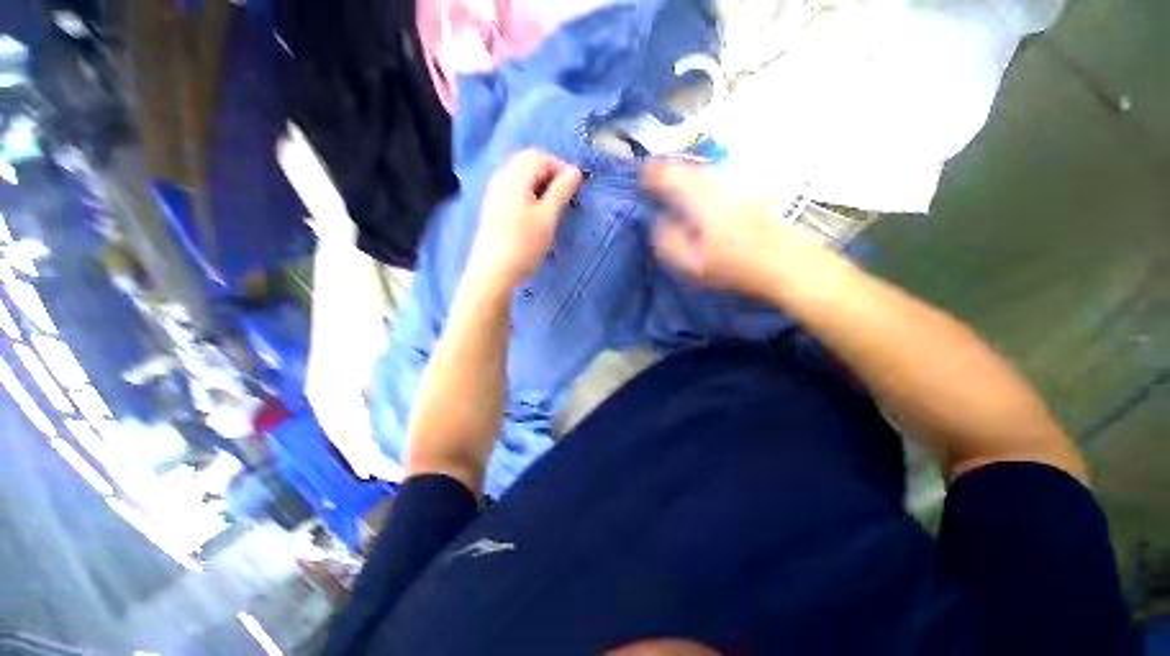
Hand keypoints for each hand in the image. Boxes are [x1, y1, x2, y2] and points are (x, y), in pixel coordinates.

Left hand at [469, 149, 581, 290]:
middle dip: (550, 173)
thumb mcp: (547, 218)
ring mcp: (494, 192)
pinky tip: (535, 212)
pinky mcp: (493, 207)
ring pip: (520, 175)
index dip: (561, 167)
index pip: (540, 157)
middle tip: (565, 195)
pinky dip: (529, 192)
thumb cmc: (524, 245)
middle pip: (528, 162)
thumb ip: (561, 191)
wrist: (493, 272)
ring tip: (553, 205)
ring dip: (540, 183)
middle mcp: (501, 178)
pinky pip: (513, 188)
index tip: (575, 189)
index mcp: (514, 177)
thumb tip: (575, 171)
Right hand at [643, 162, 820, 299]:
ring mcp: (739, 186)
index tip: (641, 176)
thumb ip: (669, 242)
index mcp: (703, 202)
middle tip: (655, 176)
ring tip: (675, 180)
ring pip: (707, 169)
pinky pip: (720, 177)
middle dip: (670, 168)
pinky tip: (702, 190)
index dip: (654, 174)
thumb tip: (658, 221)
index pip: (672, 177)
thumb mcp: (693, 264)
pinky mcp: (751, 191)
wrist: (787, 264)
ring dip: (687, 171)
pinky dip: (704, 178)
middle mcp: (721, 185)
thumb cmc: (735, 268)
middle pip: (690, 167)